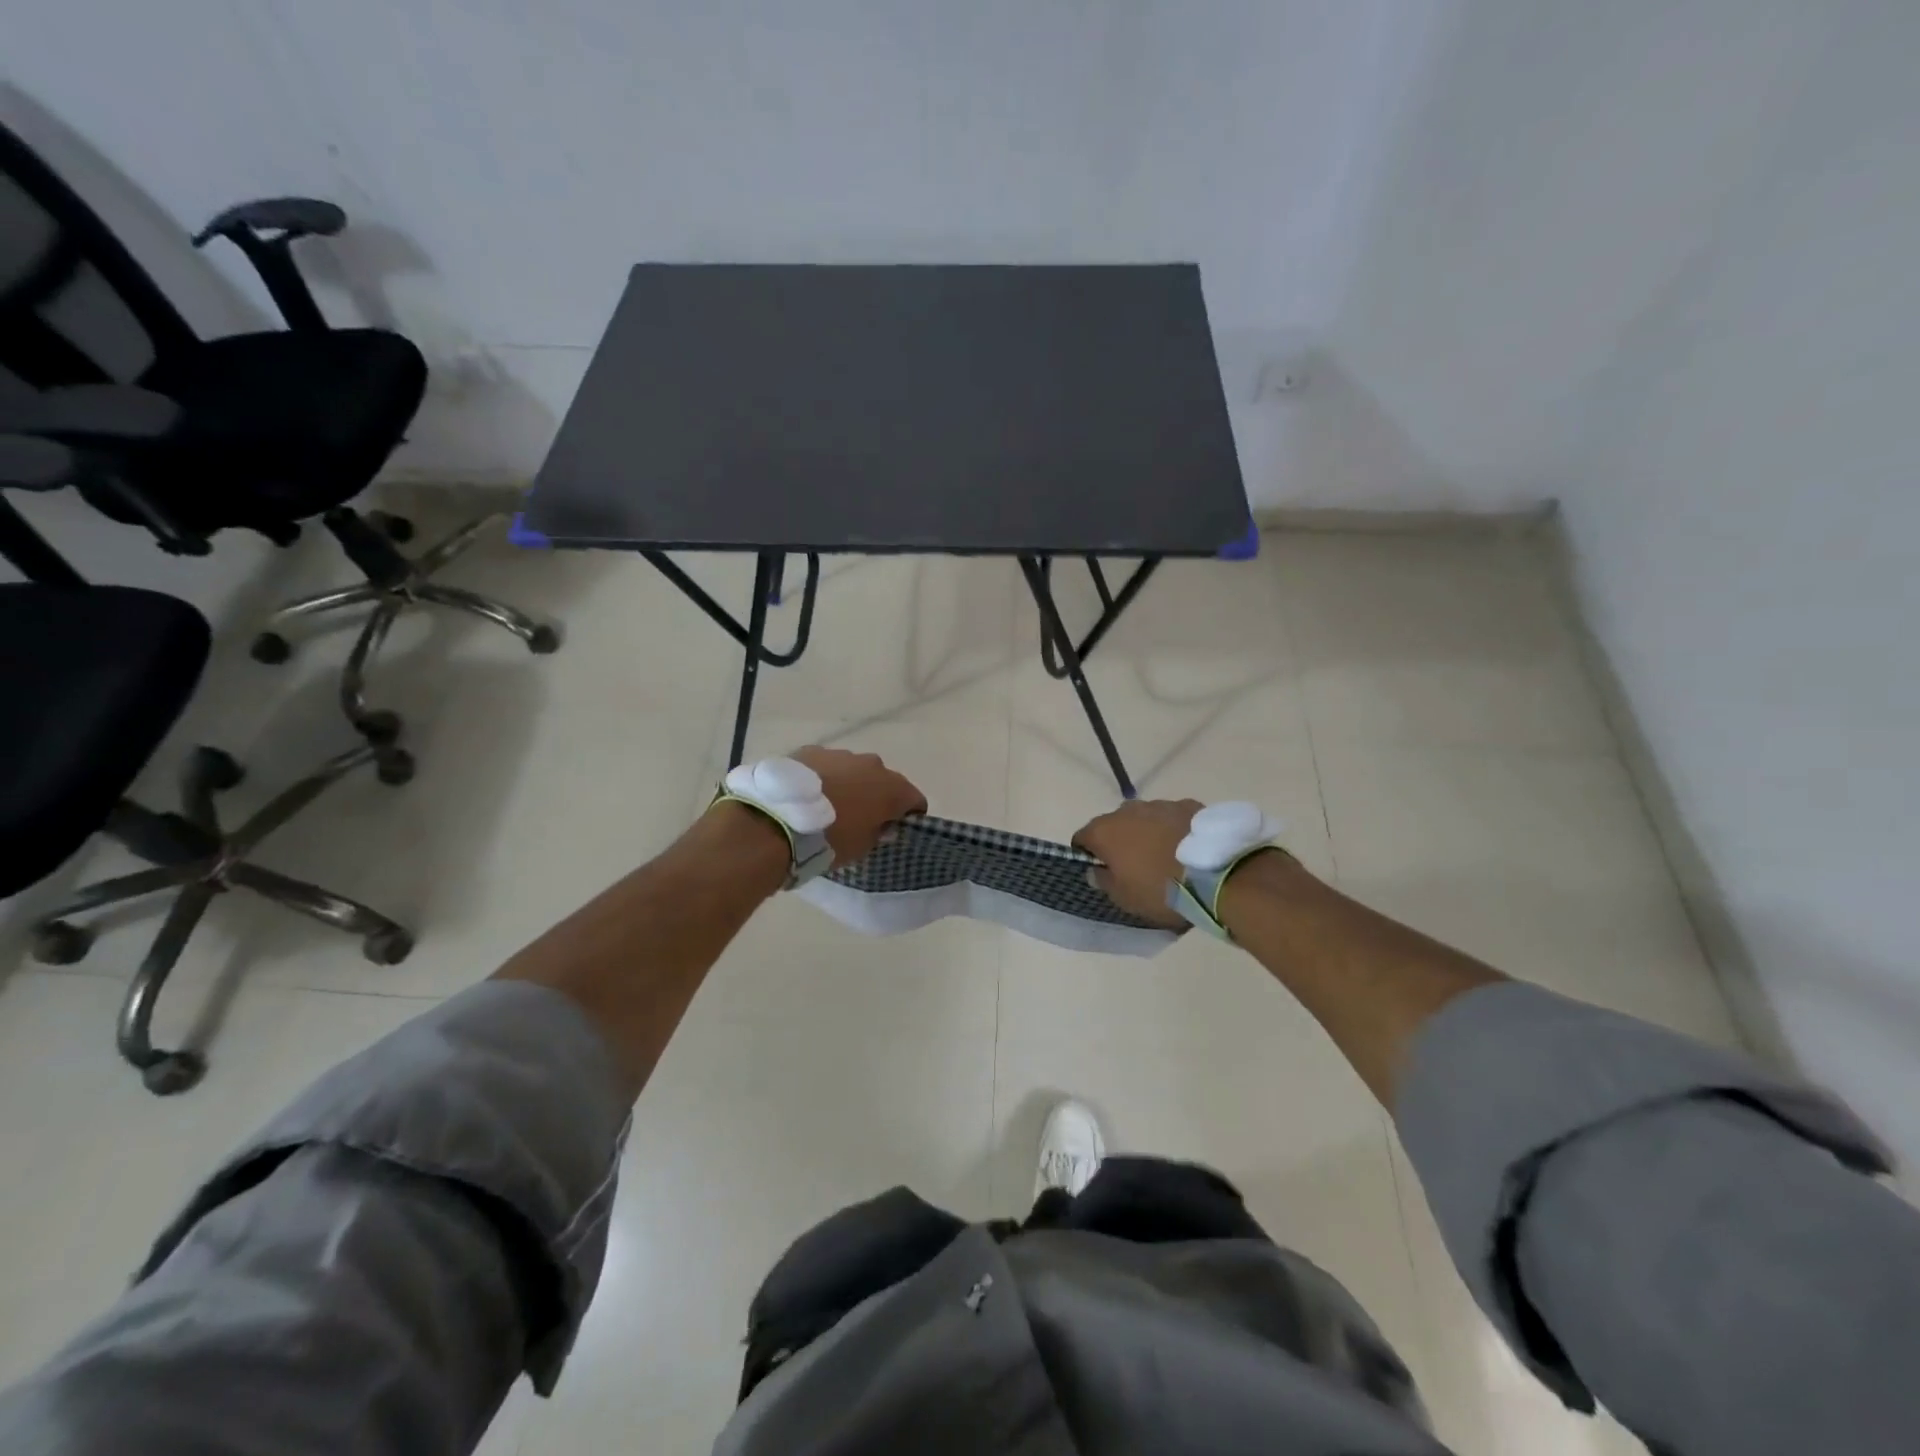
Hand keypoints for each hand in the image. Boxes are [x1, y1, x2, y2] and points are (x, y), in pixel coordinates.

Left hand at [790, 746, 927, 862]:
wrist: (777, 820)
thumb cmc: (829, 840)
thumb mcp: (861, 847)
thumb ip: (878, 832)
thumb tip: (883, 825)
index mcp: (892, 788)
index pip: (915, 800)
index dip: (909, 815)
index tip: (894, 829)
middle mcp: (872, 764)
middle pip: (884, 781)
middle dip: (877, 797)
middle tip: (860, 818)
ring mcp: (840, 754)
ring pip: (854, 770)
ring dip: (849, 785)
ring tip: (828, 806)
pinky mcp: (811, 750)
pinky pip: (826, 765)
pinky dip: (823, 777)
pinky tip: (807, 795)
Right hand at [1072, 798, 1202, 927]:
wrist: (1217, 873)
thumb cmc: (1160, 889)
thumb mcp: (1125, 898)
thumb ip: (1104, 882)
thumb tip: (1095, 870)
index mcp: (1104, 831)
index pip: (1081, 838)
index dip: (1087, 855)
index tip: (1100, 872)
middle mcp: (1127, 810)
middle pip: (1113, 825)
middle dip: (1119, 843)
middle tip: (1134, 867)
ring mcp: (1159, 804)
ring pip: (1144, 819)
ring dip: (1147, 834)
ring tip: (1164, 858)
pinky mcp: (1188, 805)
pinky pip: (1172, 818)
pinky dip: (1173, 830)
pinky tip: (1186, 849)